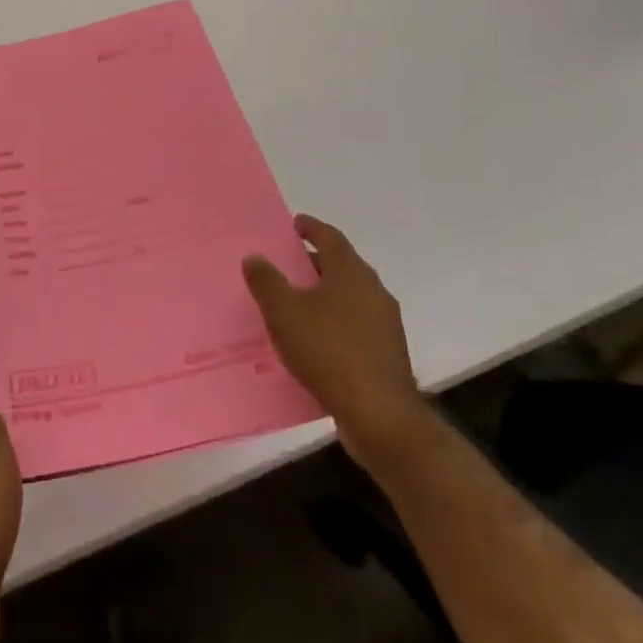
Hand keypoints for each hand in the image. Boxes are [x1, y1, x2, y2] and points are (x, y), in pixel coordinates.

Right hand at [243, 215, 426, 464]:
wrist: (381, 417)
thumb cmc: (329, 351)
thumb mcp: (284, 312)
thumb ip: (266, 281)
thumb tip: (255, 257)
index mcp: (351, 272)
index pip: (330, 237)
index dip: (310, 228)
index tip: (293, 225)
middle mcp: (373, 291)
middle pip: (341, 266)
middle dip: (314, 264)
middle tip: (286, 266)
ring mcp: (385, 325)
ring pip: (349, 298)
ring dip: (324, 297)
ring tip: (294, 306)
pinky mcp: (387, 356)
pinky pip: (355, 328)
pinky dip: (333, 325)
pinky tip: (313, 343)